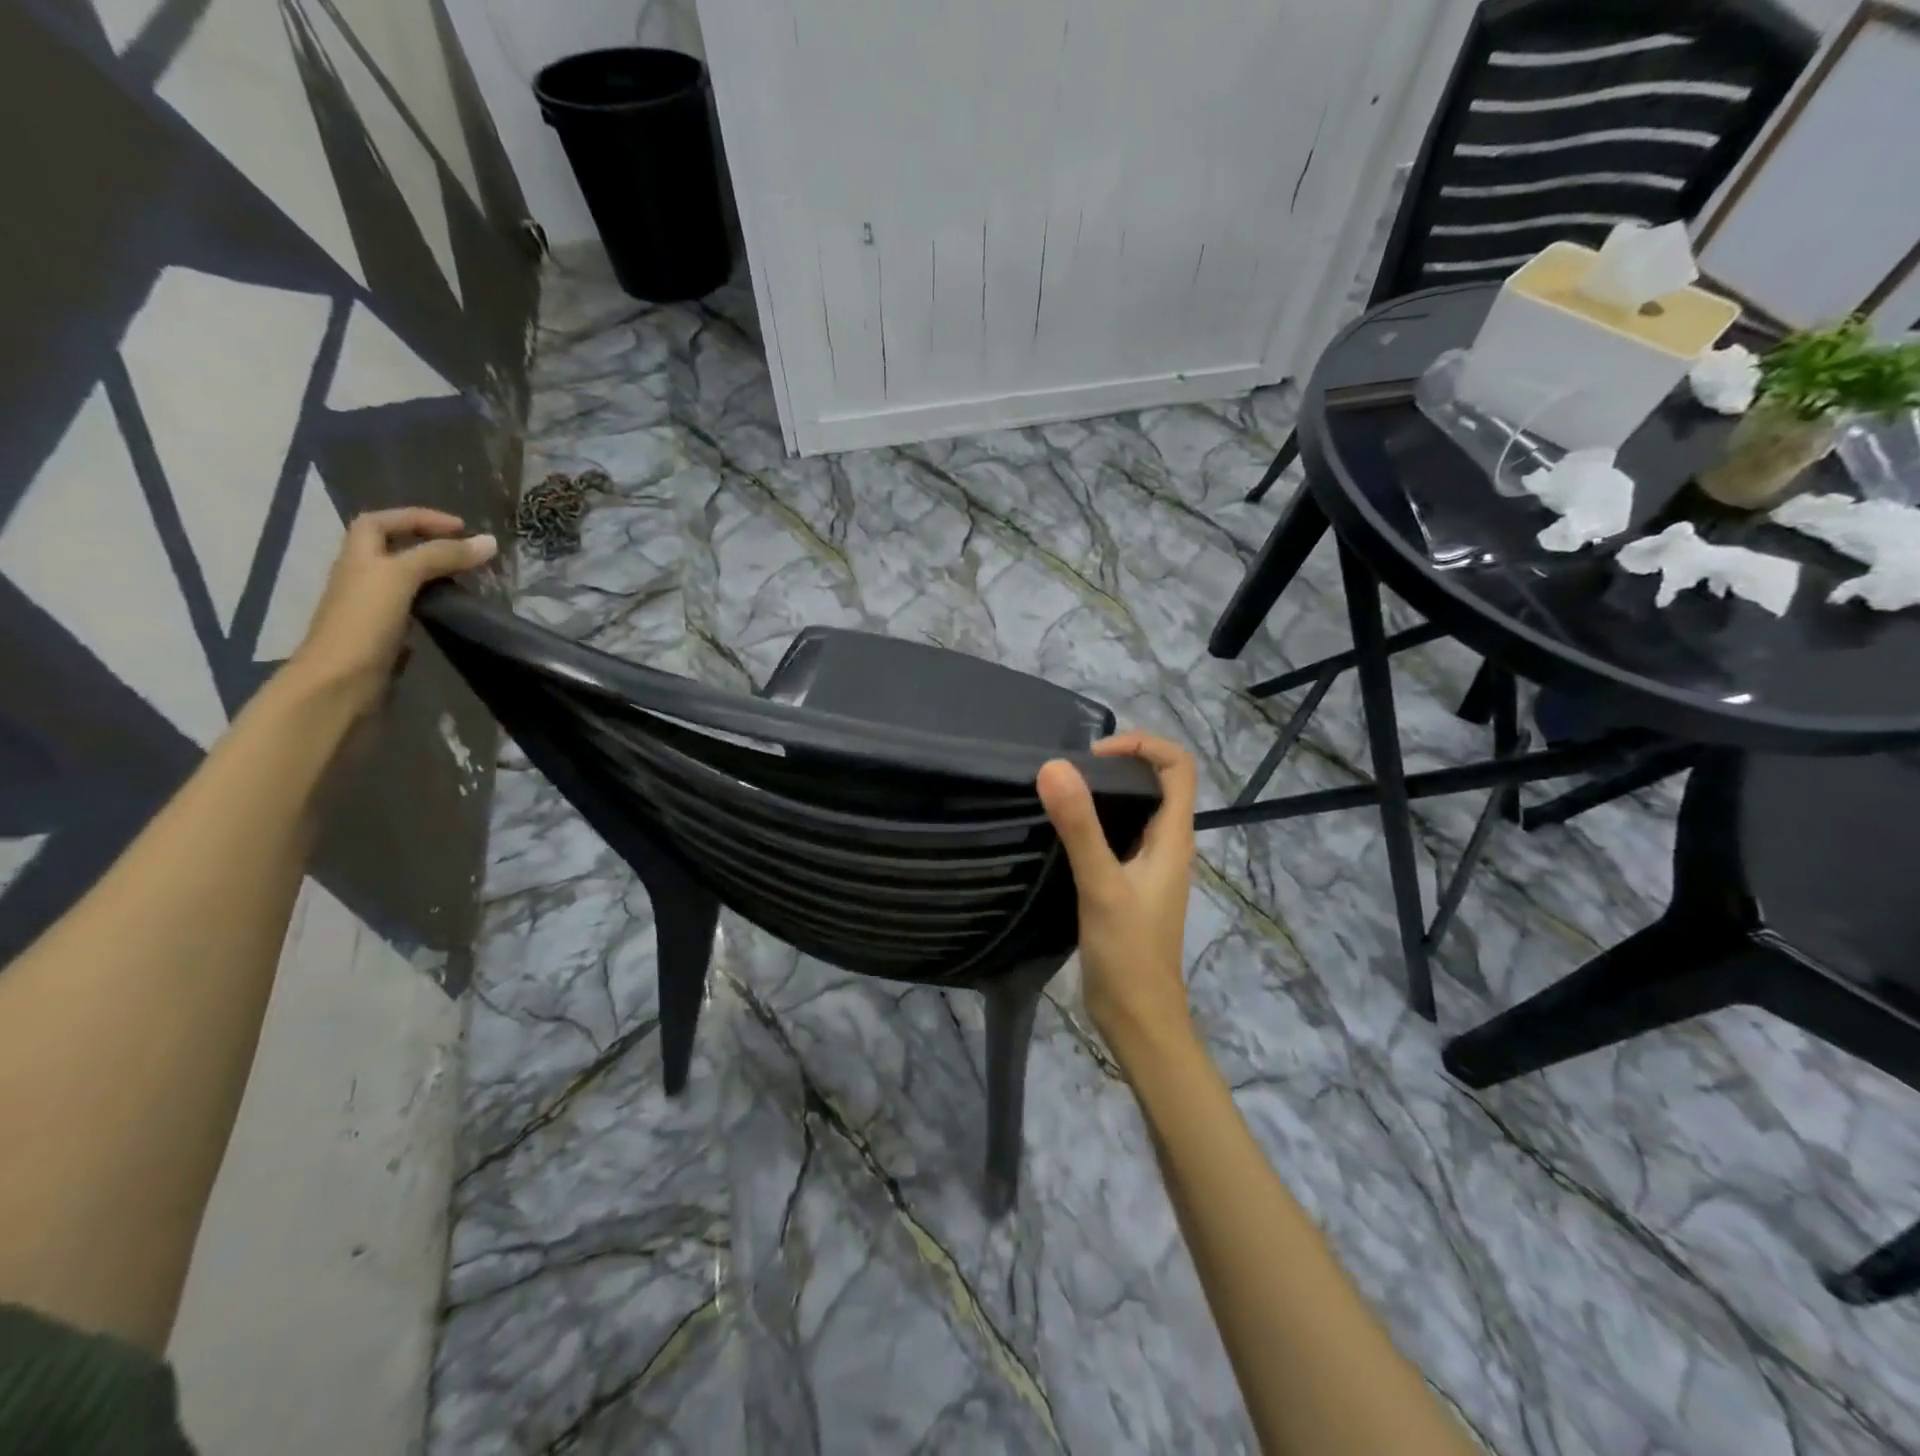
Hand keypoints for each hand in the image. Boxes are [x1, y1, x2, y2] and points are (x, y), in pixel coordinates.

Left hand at [288, 508, 496, 714]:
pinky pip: (412, 608)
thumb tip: (490, 542)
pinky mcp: (385, 635)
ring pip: (404, 580)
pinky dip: (434, 603)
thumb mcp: (401, 578)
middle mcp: (362, 578)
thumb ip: (442, 557)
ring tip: (469, 579)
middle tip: (467, 552)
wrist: (341, 684)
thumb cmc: (364, 623)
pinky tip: (454, 611)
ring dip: (434, 573)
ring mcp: (372, 609)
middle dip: (428, 543)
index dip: (418, 518)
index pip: (382, 522)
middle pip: (392, 549)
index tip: (461, 527)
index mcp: (358, 557)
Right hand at [1037, 732, 1198, 1068]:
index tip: (1095, 755)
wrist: (1137, 1018)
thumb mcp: (1102, 885)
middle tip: (1069, 771)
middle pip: (1156, 783)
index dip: (1144, 745)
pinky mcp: (1127, 886)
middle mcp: (1166, 846)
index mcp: (1173, 838)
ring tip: (1060, 793)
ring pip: (1134, 811)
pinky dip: (1093, 823)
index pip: (1178, 766)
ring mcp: (1147, 867)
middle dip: (1118, 764)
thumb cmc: (1128, 952)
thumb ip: (1079, 827)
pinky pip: (1116, 838)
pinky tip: (1060, 833)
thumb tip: (1054, 767)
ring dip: (1103, 793)